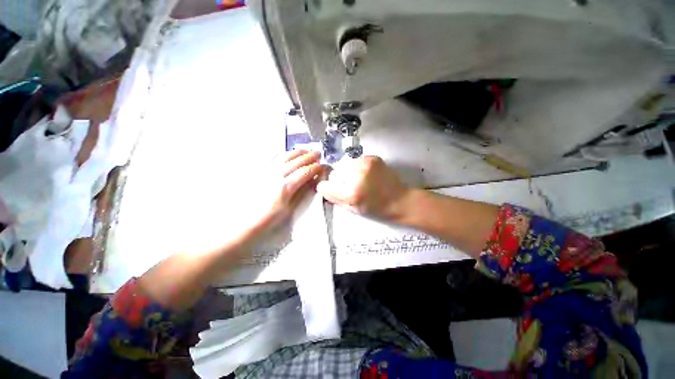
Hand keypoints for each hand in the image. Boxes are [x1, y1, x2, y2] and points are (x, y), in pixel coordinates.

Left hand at [252, 150, 324, 233]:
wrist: (247, 219)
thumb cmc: (270, 217)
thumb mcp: (290, 208)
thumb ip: (301, 192)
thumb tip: (312, 180)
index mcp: (286, 186)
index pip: (304, 172)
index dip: (315, 168)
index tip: (322, 166)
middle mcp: (277, 175)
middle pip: (296, 161)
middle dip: (309, 156)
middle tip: (318, 154)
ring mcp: (268, 171)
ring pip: (285, 157)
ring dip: (298, 152)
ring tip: (306, 150)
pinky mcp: (261, 171)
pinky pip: (275, 158)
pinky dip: (285, 154)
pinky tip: (290, 154)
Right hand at [316, 156, 411, 221]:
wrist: (399, 200)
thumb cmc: (376, 209)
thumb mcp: (353, 209)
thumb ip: (335, 199)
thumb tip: (323, 188)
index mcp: (351, 194)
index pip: (325, 185)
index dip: (327, 187)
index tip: (332, 189)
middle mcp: (356, 176)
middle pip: (334, 173)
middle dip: (339, 180)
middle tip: (350, 185)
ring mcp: (365, 165)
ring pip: (345, 165)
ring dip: (348, 172)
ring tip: (359, 179)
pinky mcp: (373, 158)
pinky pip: (356, 160)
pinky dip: (357, 167)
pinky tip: (366, 174)